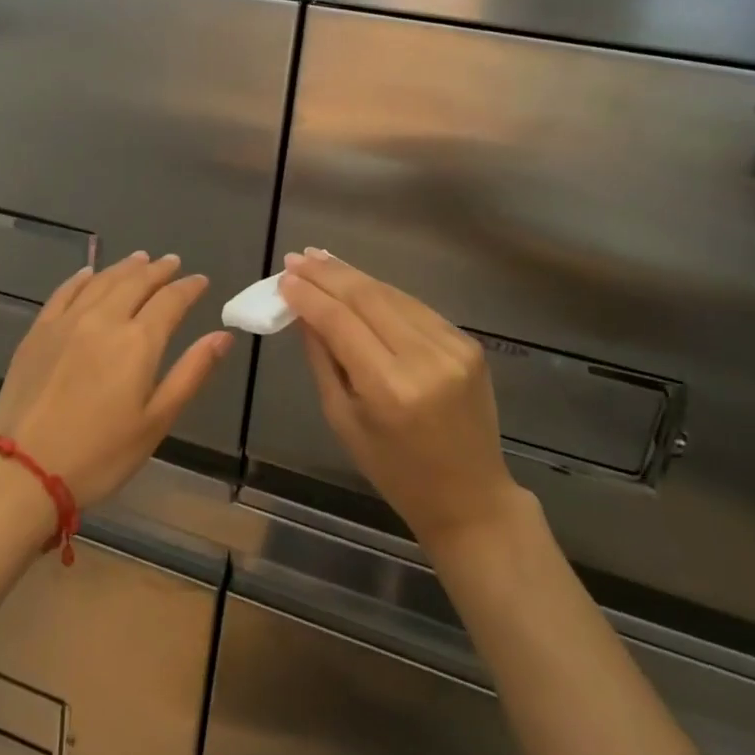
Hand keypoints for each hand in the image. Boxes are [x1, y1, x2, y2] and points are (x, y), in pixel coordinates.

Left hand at [0, 252, 230, 509]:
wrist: (25, 470)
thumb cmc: (101, 454)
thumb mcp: (156, 421)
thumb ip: (191, 372)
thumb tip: (223, 335)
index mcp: (138, 342)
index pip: (171, 301)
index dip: (189, 288)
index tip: (200, 280)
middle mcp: (104, 320)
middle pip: (136, 282)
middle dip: (158, 270)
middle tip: (172, 262)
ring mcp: (67, 322)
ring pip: (102, 281)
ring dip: (124, 267)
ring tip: (140, 259)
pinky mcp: (38, 332)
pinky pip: (64, 292)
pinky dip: (81, 278)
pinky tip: (89, 273)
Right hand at [280, 250, 522, 551]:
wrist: (470, 496)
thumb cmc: (395, 470)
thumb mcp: (343, 419)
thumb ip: (323, 359)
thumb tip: (303, 312)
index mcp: (390, 389)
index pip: (341, 323)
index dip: (309, 296)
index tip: (284, 278)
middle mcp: (425, 359)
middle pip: (368, 298)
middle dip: (328, 274)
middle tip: (297, 258)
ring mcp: (453, 347)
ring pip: (392, 294)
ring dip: (353, 276)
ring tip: (321, 260)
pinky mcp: (468, 343)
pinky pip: (415, 307)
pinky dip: (383, 293)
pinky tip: (359, 283)